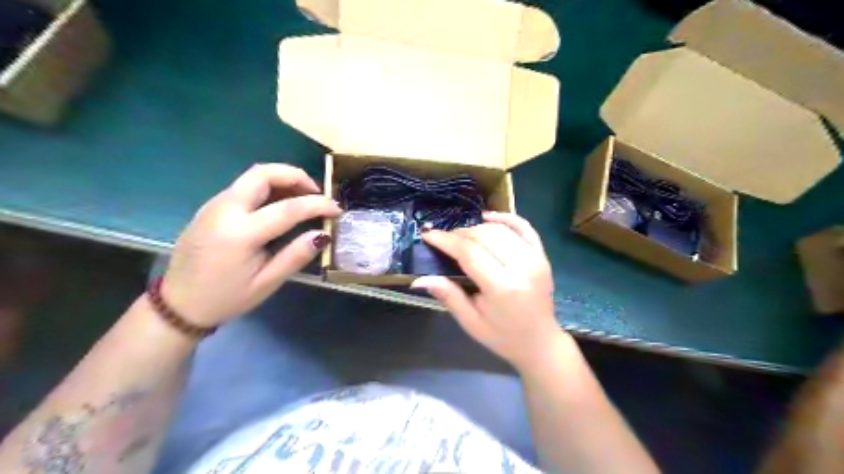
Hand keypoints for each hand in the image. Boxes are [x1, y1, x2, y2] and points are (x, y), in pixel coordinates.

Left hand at [161, 162, 337, 326]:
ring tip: (302, 197)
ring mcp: (214, 205)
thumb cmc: (226, 298)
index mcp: (240, 234)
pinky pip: (244, 186)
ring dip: (282, 179)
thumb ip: (296, 255)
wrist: (178, 304)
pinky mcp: (211, 207)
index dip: (317, 204)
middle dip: (295, 176)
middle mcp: (224, 210)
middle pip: (263, 173)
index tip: (337, 209)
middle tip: (316, 192)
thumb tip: (322, 234)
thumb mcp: (267, 283)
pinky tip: (280, 205)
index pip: (288, 208)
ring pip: (252, 176)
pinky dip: (268, 187)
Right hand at [414, 213, 561, 371]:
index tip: (428, 235)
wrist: (540, 342)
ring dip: (477, 228)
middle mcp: (522, 267)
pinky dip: (505, 218)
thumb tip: (418, 279)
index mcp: (502, 287)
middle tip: (443, 240)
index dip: (446, 240)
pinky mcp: (542, 255)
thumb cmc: (502, 336)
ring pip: (500, 229)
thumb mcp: (471, 322)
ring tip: (461, 236)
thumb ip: (448, 295)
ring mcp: (536, 258)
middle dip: (459, 234)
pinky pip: (523, 227)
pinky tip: (487, 218)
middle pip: (484, 236)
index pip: (469, 252)